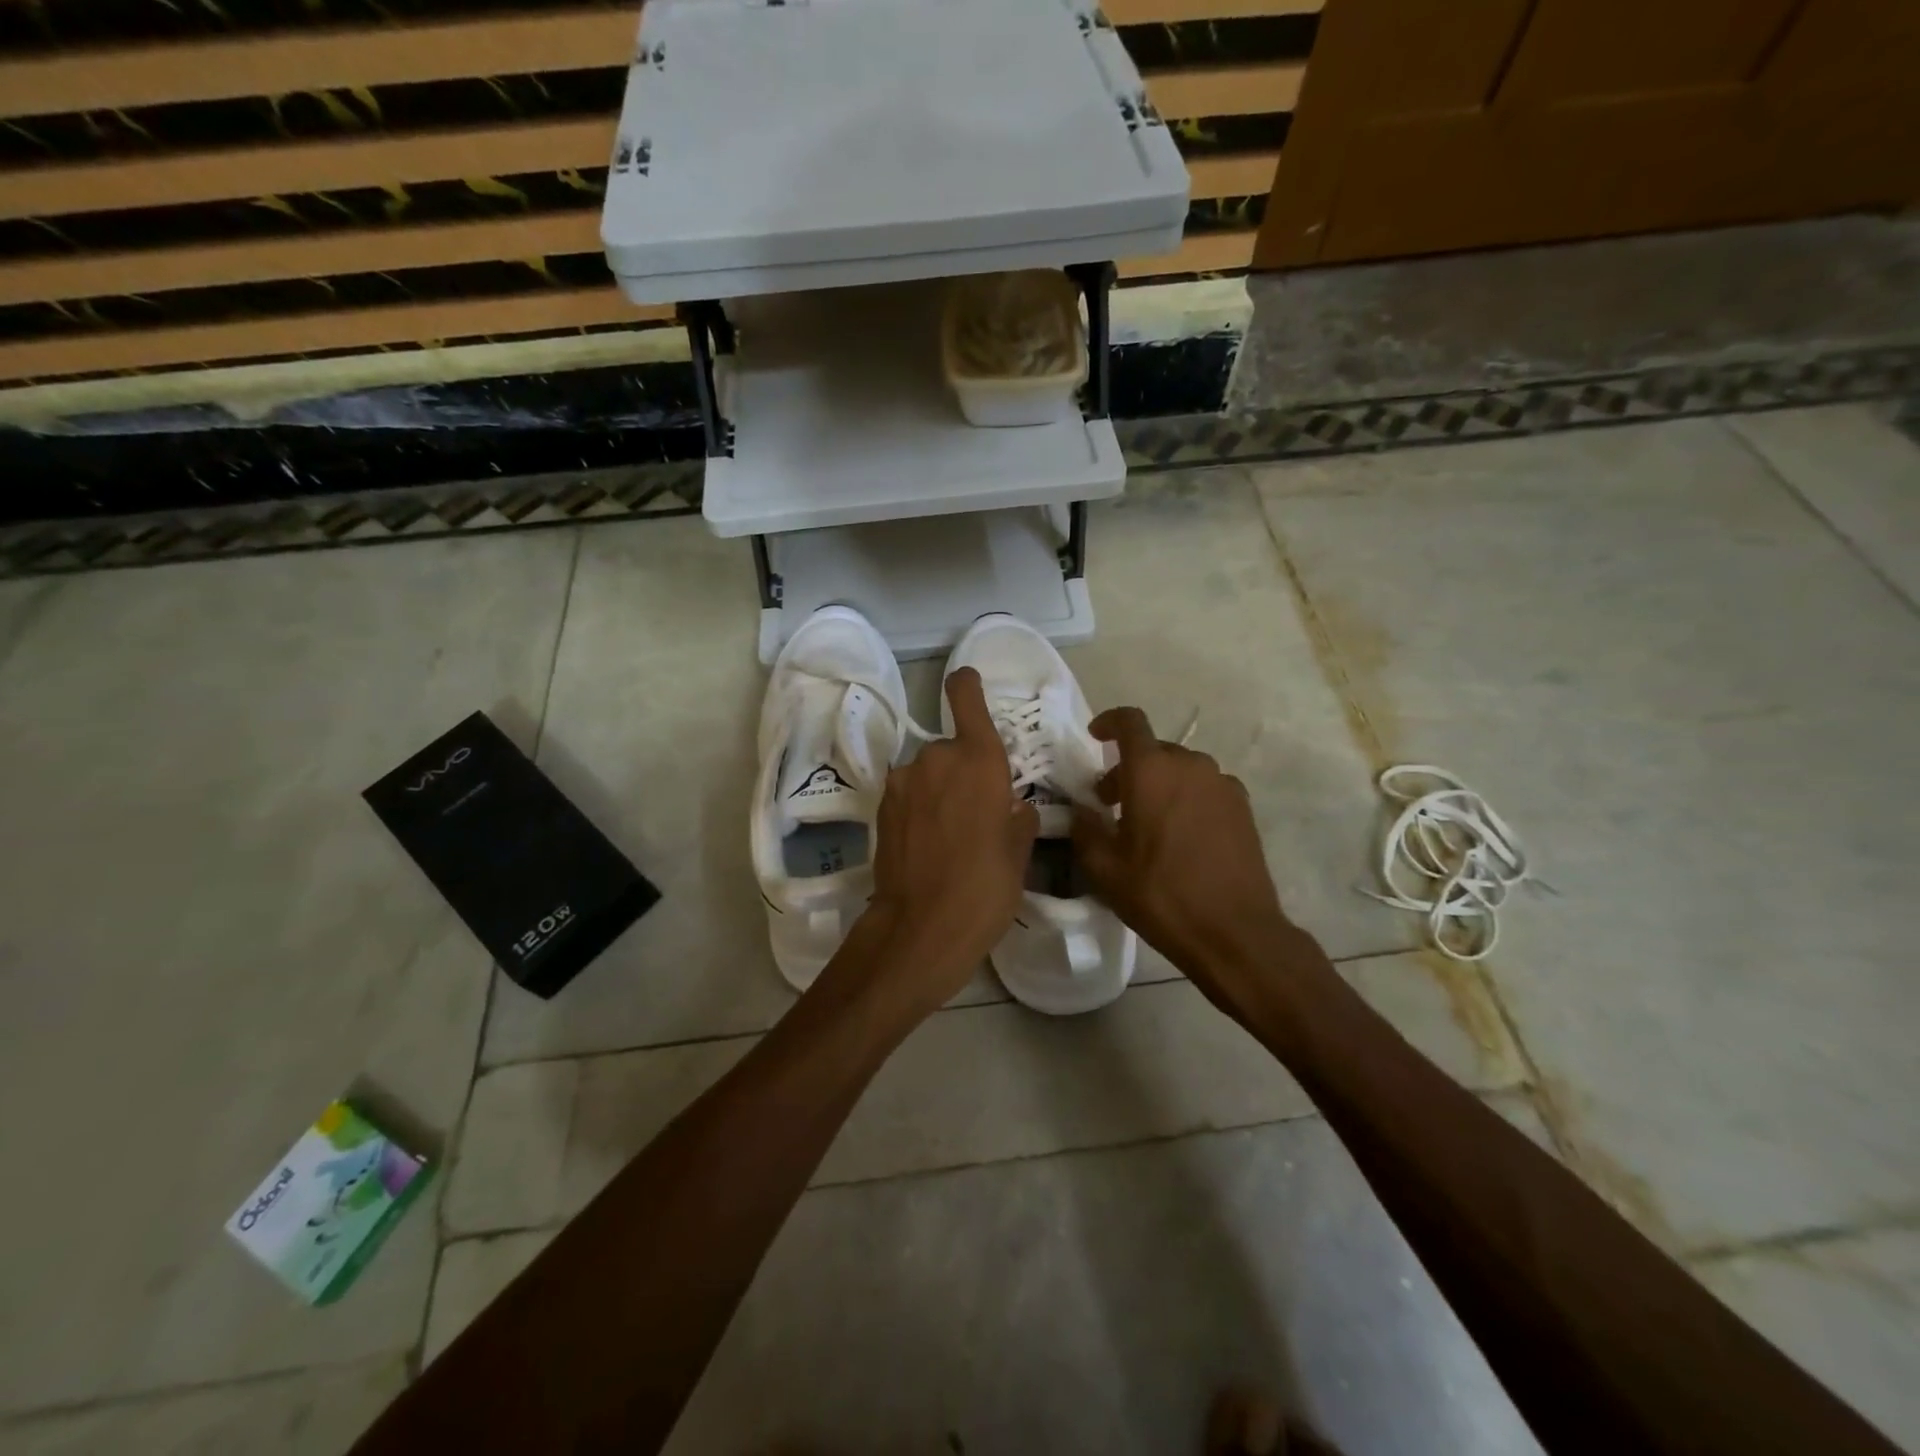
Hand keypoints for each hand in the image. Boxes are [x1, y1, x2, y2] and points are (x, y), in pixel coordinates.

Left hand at [850, 668, 1038, 1018]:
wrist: (920, 929)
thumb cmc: (984, 889)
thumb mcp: (1019, 854)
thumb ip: (1019, 818)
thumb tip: (1014, 807)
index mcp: (979, 761)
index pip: (965, 698)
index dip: (966, 685)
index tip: (968, 682)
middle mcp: (937, 759)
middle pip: (951, 748)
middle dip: (963, 771)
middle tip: (977, 812)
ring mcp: (903, 782)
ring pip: (928, 773)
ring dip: (939, 791)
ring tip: (950, 835)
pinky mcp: (881, 807)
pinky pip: (909, 794)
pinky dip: (920, 808)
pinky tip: (927, 844)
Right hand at [1071, 707, 1299, 1017]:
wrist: (1235, 932)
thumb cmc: (1161, 895)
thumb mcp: (1105, 869)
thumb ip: (1085, 829)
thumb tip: (1082, 811)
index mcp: (1151, 771)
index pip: (1130, 722)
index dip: (1109, 722)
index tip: (1095, 737)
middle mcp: (1190, 765)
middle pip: (1154, 750)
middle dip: (1128, 769)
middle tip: (1110, 804)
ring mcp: (1222, 785)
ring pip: (1181, 770)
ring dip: (1158, 784)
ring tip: (1146, 824)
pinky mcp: (1243, 808)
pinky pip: (1205, 789)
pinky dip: (1186, 799)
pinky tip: (1180, 837)